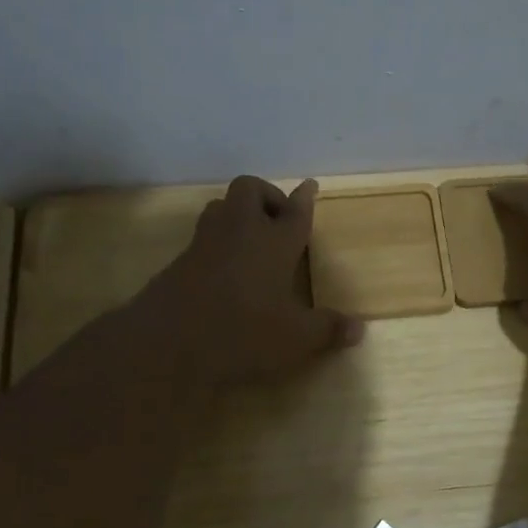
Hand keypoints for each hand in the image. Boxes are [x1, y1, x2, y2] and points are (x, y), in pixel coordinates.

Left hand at [138, 176, 362, 384]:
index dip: (305, 198)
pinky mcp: (179, 262)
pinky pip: (202, 238)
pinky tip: (223, 272)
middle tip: (278, 222)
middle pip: (250, 190)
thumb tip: (359, 328)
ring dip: (237, 215)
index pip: (295, 211)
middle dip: (266, 196)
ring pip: (220, 207)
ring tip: (251, 241)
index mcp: (274, 242)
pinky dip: (216, 244)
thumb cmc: (243, 332)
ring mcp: (204, 243)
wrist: (169, 342)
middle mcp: (240, 232)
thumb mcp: (296, 339)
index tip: (310, 185)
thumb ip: (327, 330)